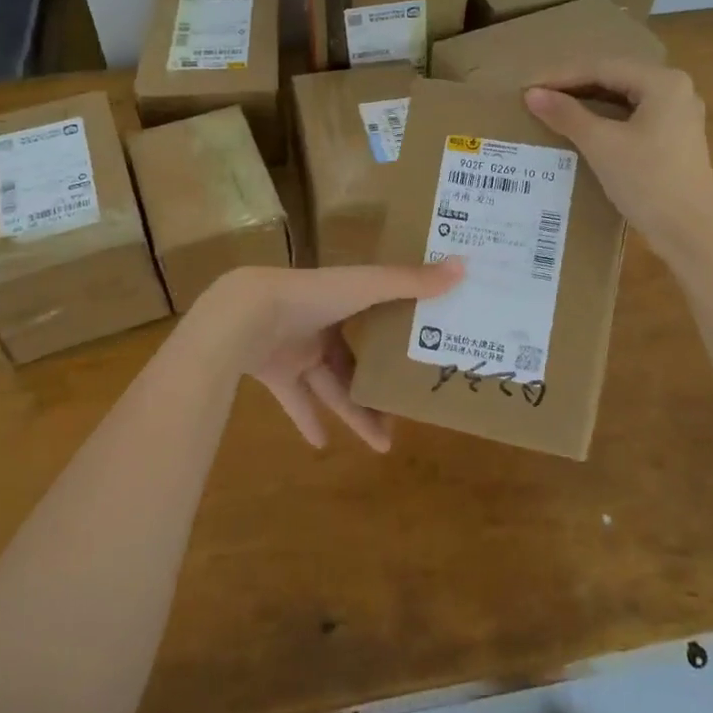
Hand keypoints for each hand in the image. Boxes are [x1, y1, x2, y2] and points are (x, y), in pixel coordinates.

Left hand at [192, 260, 463, 451]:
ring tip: (383, 444)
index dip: (398, 335)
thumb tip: (465, 266)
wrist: (246, 316)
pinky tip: (322, 445)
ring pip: (332, 387)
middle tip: (404, 416)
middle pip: (354, 362)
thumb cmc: (312, 296)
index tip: (424, 354)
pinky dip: (307, 421)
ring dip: (354, 413)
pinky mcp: (275, 373)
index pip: (377, 316)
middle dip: (377, 389)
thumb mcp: (367, 287)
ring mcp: (295, 349)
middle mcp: (320, 323)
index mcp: (342, 298)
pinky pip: (295, 401)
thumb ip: (411, 282)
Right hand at [523, 59, 712, 260]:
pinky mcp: (675, 138)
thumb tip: (532, 94)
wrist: (691, 233)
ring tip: (553, 108)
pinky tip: (582, 128)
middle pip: (614, 78)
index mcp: (663, 82)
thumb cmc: (648, 182)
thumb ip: (567, 115)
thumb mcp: (602, 145)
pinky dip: (605, 119)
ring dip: (588, 102)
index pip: (602, 67)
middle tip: (537, 95)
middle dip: (574, 86)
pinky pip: (632, 116)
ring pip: (623, 98)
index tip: (528, 86)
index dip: (561, 75)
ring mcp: (679, 115)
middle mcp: (676, 89)